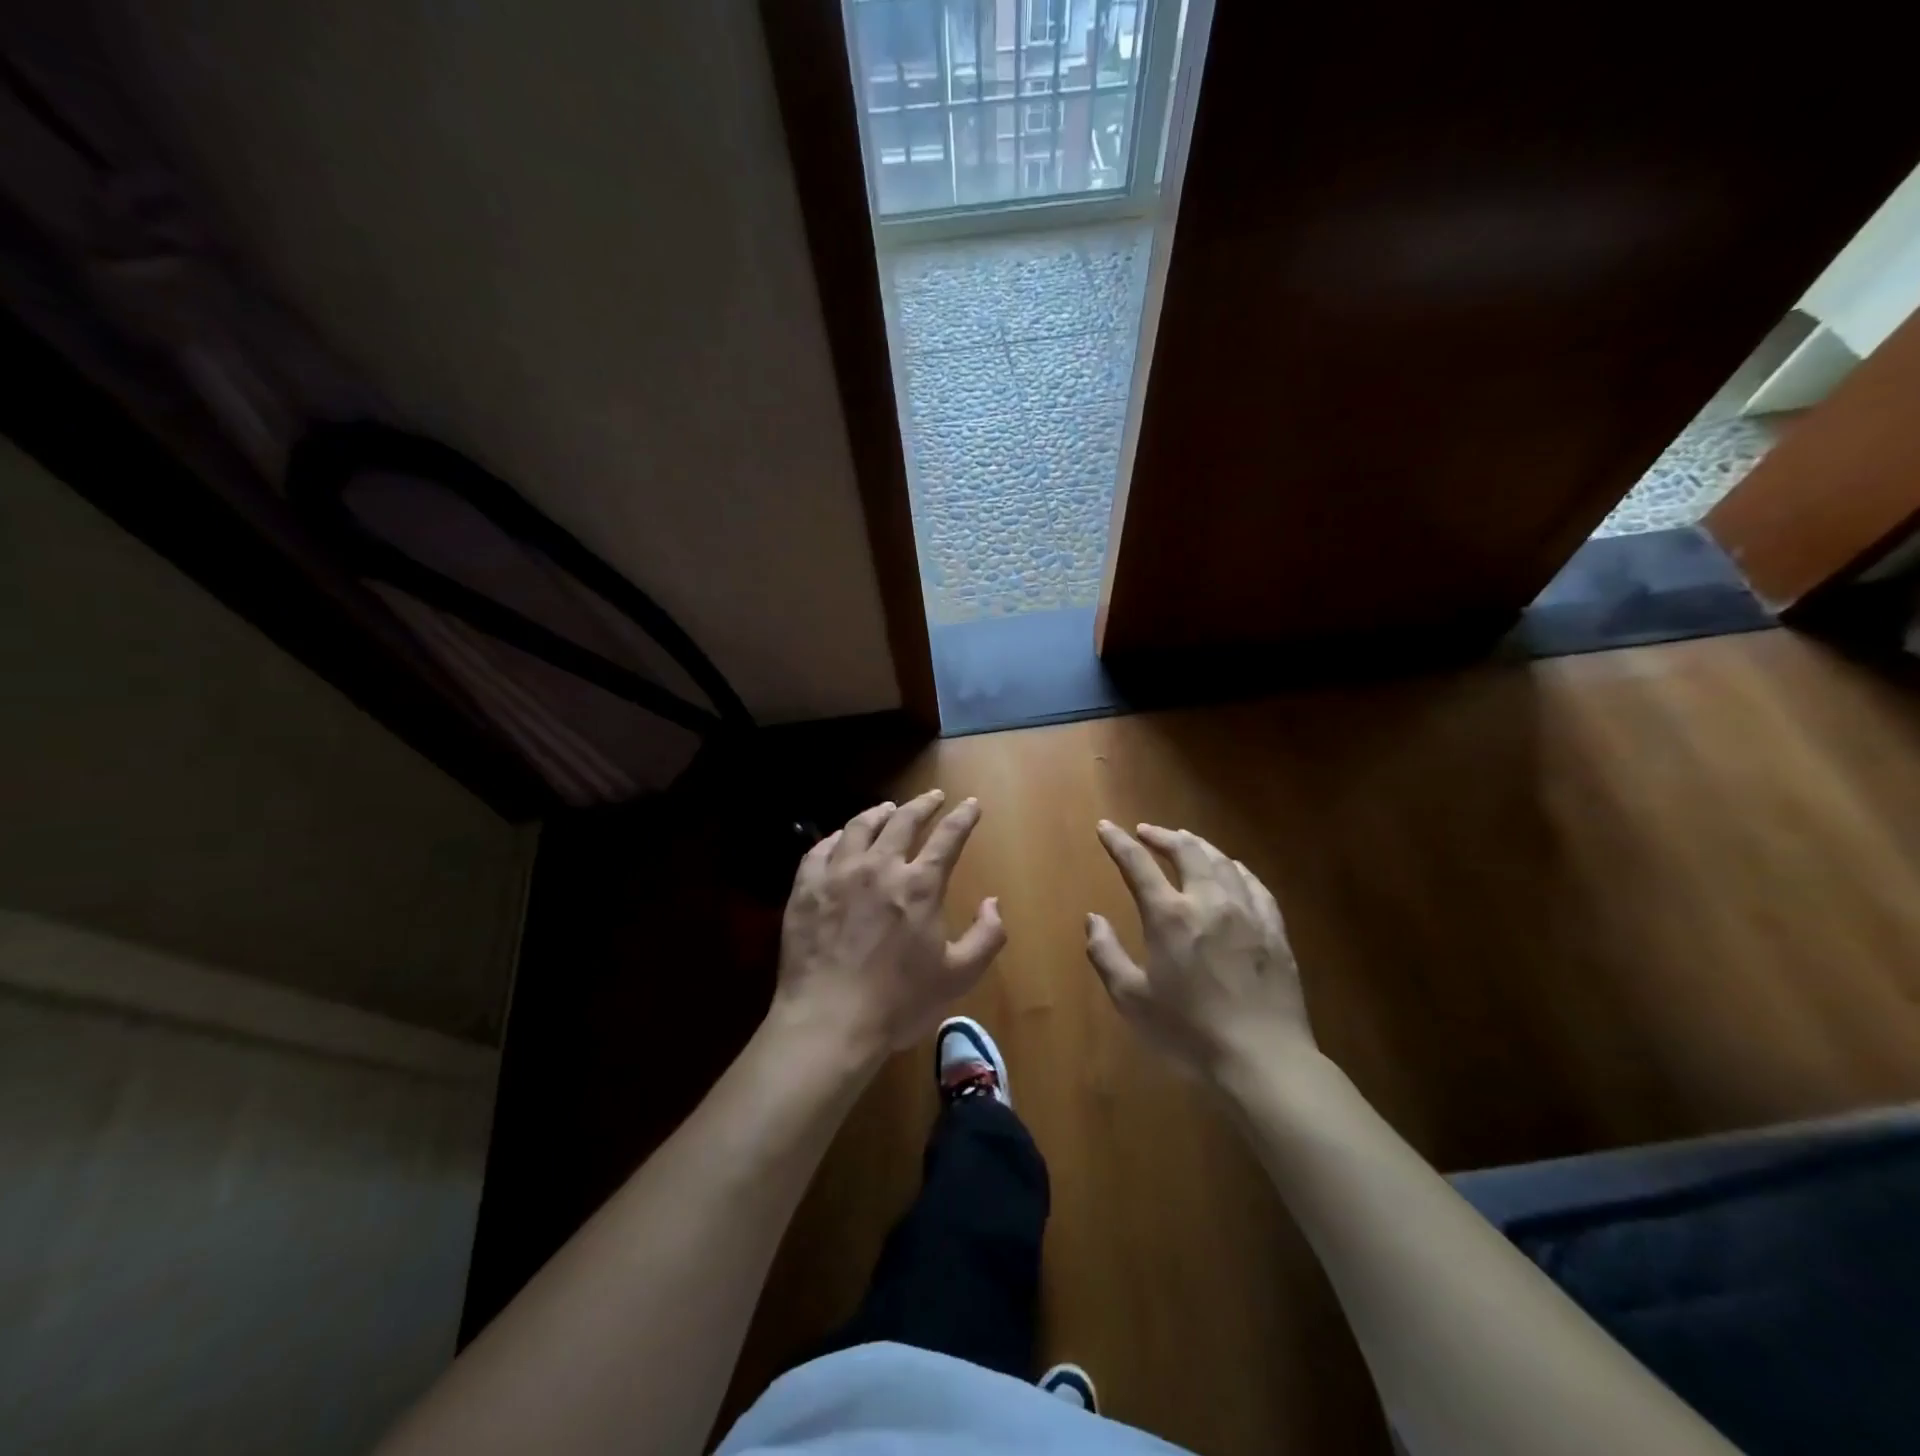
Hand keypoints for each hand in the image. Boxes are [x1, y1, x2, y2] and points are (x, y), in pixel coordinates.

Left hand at [772, 791, 1005, 1062]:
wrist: (829, 1021)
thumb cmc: (899, 1002)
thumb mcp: (959, 976)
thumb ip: (986, 936)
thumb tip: (993, 902)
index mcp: (919, 885)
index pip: (947, 837)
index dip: (962, 817)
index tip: (971, 803)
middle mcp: (879, 867)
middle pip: (903, 821)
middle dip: (922, 804)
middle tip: (932, 796)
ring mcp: (837, 874)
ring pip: (859, 827)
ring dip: (878, 813)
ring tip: (887, 808)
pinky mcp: (806, 888)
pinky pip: (820, 849)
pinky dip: (835, 838)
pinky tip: (839, 838)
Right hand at [1086, 821, 1313, 1081]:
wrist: (1263, 1060)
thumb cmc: (1189, 1032)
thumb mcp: (1132, 1000)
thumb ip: (1106, 954)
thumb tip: (1094, 919)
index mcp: (1169, 915)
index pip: (1138, 864)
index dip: (1119, 843)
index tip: (1105, 828)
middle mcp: (1209, 901)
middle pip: (1186, 850)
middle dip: (1162, 835)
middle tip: (1146, 832)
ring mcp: (1247, 912)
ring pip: (1222, 861)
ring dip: (1198, 845)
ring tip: (1185, 840)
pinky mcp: (1275, 930)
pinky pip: (1254, 884)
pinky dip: (1235, 868)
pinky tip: (1232, 869)